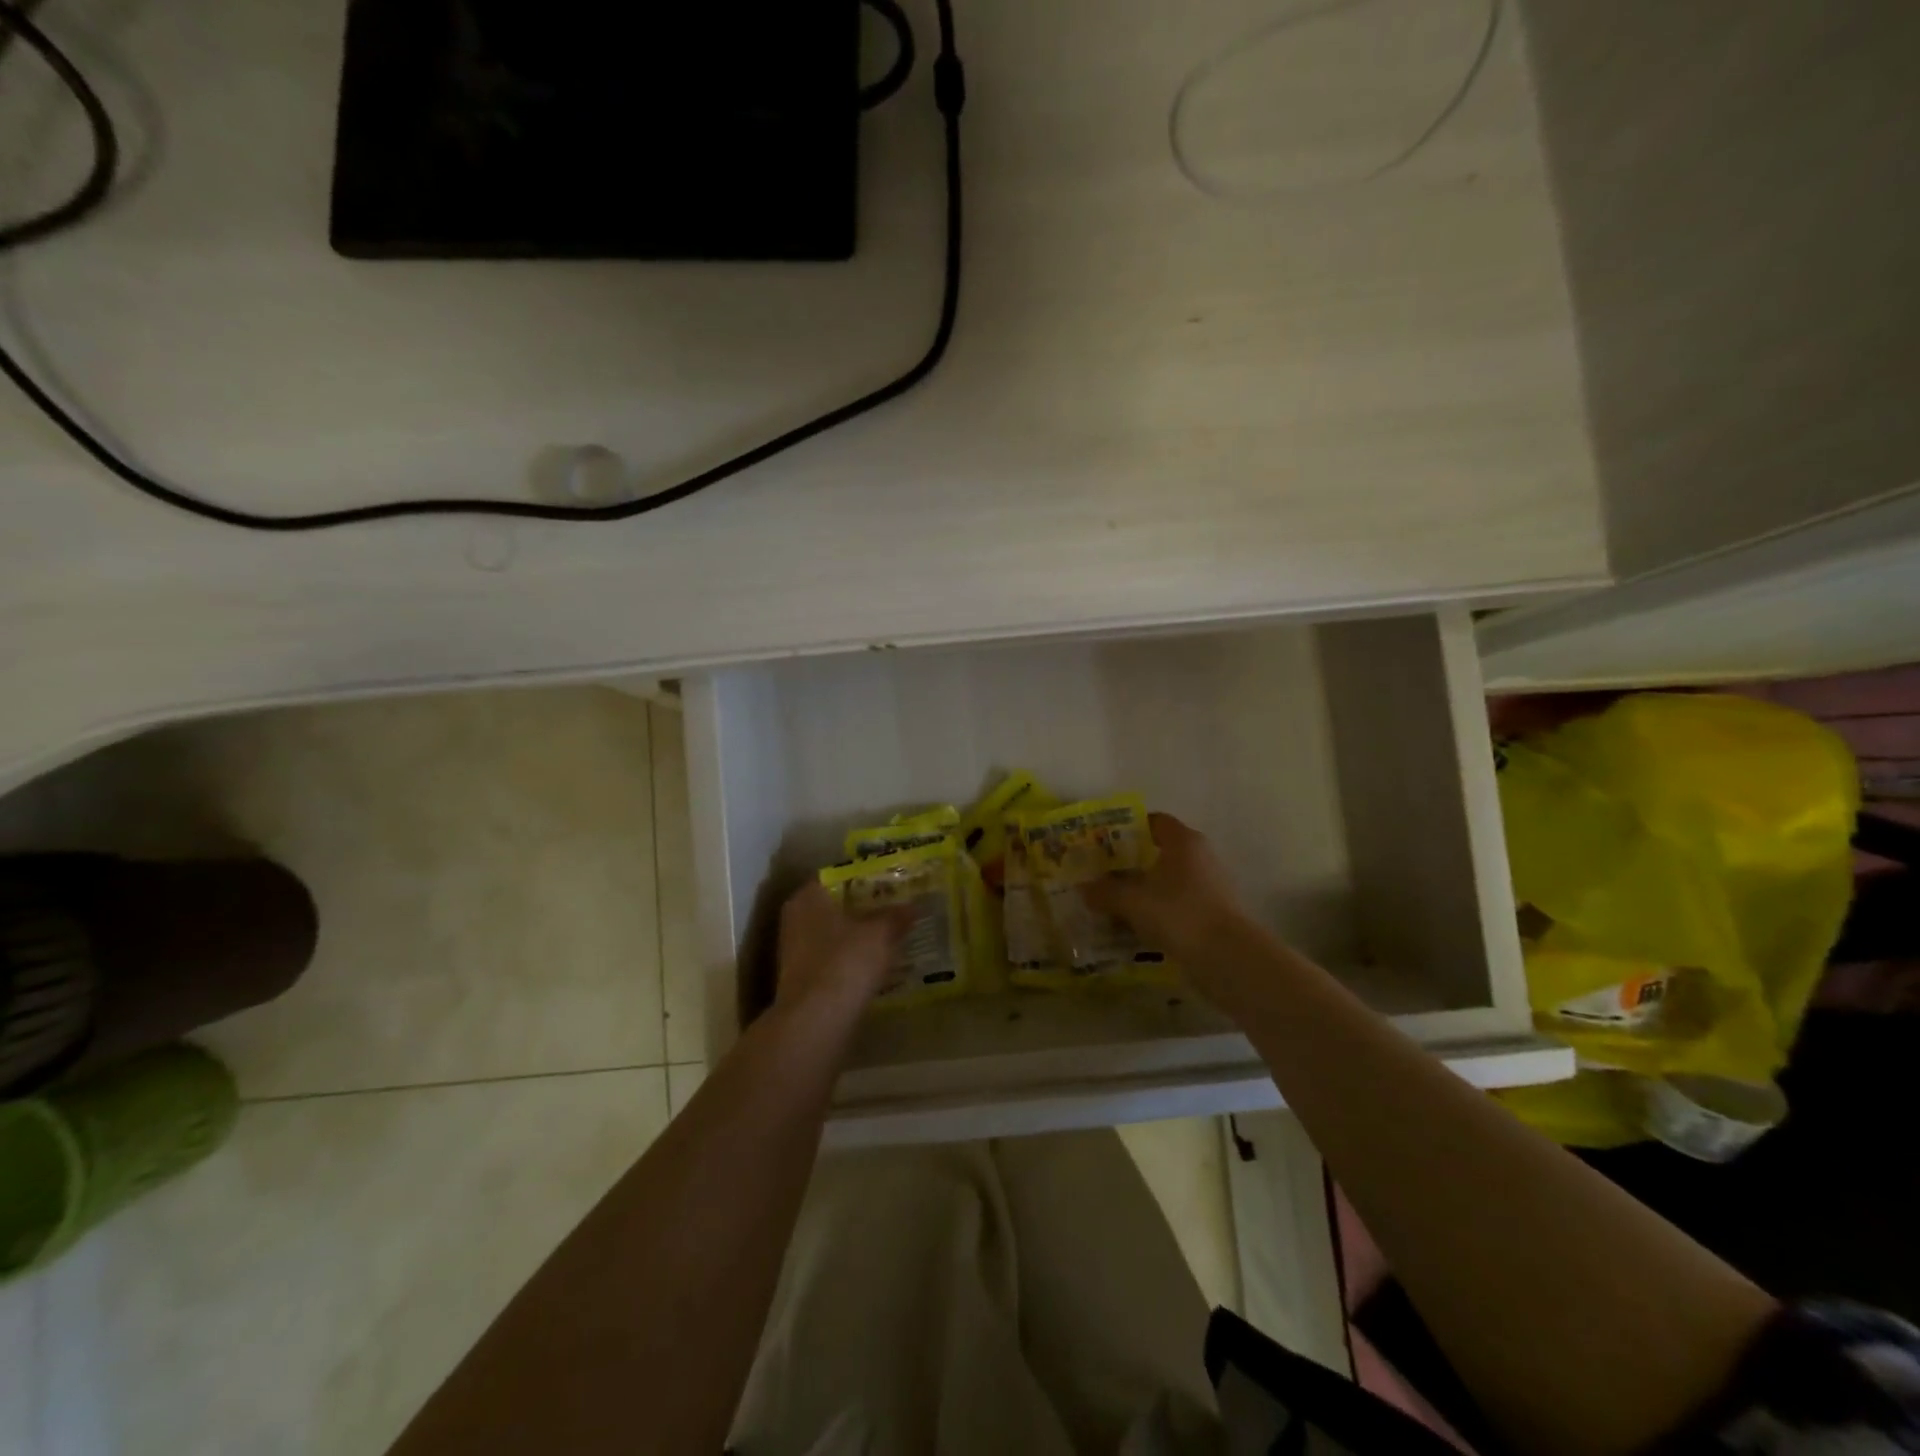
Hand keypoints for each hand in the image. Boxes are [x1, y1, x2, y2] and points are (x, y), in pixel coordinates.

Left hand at [774, 882, 913, 1019]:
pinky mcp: (802, 980)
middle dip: (862, 909)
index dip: (864, 878)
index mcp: (808, 897)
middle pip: (834, 907)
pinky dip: (850, 961)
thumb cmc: (845, 962)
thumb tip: (913, 907)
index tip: (889, 883)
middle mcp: (796, 919)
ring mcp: (795, 952)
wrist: (816, 1021)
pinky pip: (832, 960)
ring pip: (833, 935)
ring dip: (857, 937)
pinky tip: (875, 965)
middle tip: (894, 908)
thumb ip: (896, 916)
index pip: (836, 877)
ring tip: (890, 936)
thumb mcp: (880, 934)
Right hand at [1083, 813, 1257, 966]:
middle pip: (1160, 851)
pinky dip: (1158, 910)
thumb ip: (1106, 892)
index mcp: (1183, 841)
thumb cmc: (1178, 914)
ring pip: (1168, 880)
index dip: (1128, 828)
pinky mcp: (1213, 912)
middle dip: (1131, 862)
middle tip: (1102, 873)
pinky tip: (1137, 926)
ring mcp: (1210, 885)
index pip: (1154, 821)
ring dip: (1144, 889)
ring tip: (1114, 902)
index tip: (1103, 841)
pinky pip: (1178, 903)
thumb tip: (1084, 888)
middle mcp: (1200, 856)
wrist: (1228, 957)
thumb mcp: (1132, 901)